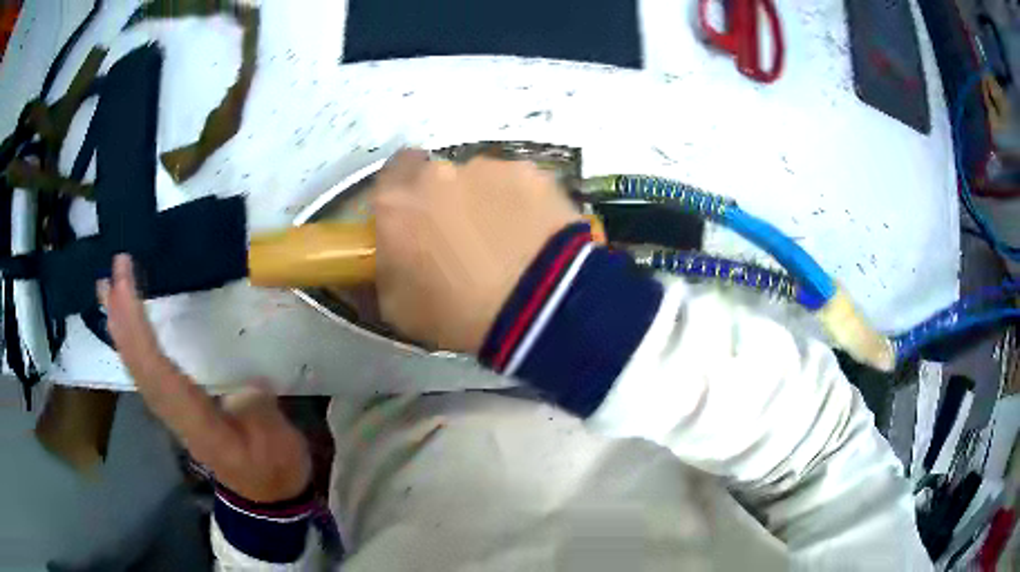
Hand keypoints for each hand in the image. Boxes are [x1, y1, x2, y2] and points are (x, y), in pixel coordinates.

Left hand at [98, 254, 310, 502]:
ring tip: (107, 291)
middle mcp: (173, 412)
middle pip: (137, 364)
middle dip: (120, 317)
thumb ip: (257, 411)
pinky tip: (126, 326)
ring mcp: (171, 410)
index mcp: (195, 419)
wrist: (267, 496)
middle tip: (110, 274)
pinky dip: (130, 344)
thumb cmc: (273, 468)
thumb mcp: (276, 444)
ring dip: (119, 328)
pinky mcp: (174, 406)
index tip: (125, 280)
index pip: (155, 367)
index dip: (136, 323)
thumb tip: (241, 382)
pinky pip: (144, 371)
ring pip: (135, 366)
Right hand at [371, 150, 582, 352]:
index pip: (387, 180)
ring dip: (484, 200)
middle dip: (442, 199)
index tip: (413, 218)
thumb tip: (391, 260)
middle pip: (434, 177)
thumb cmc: (460, 315)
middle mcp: (436, 174)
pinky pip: (517, 185)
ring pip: (478, 179)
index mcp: (395, 206)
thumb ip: (386, 273)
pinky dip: (521, 202)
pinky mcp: (531, 172)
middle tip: (460, 235)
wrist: (539, 304)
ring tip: (507, 241)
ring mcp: (487, 168)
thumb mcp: (399, 311)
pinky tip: (535, 234)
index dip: (401, 197)